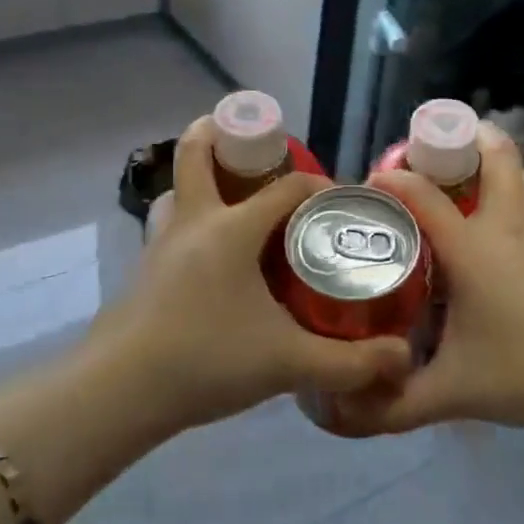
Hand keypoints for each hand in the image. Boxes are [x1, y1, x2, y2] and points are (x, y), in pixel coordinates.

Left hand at [88, 117, 411, 433]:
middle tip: (258, 147)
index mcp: (232, 229)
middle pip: (197, 152)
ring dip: (201, 179)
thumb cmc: (207, 360)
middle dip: (222, 133)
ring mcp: (162, 242)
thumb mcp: (287, 363)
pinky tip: (210, 256)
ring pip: (178, 188)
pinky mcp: (145, 267)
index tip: (341, 204)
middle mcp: (194, 221)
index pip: (287, 187)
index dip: (320, 187)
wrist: (123, 390)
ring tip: (232, 196)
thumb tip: (400, 359)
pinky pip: (170, 223)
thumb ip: (349, 362)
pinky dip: (191, 218)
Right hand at [334, 124, 523, 437]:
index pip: (422, 194)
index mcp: (472, 248)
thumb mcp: (452, 394)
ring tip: (464, 179)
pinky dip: (512, 196)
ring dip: (493, 163)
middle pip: (492, 156)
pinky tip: (498, 234)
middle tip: (428, 155)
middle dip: (461, 139)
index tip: (369, 185)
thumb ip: (393, 405)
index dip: (392, 180)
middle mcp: (506, 226)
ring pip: (520, 175)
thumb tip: (340, 414)